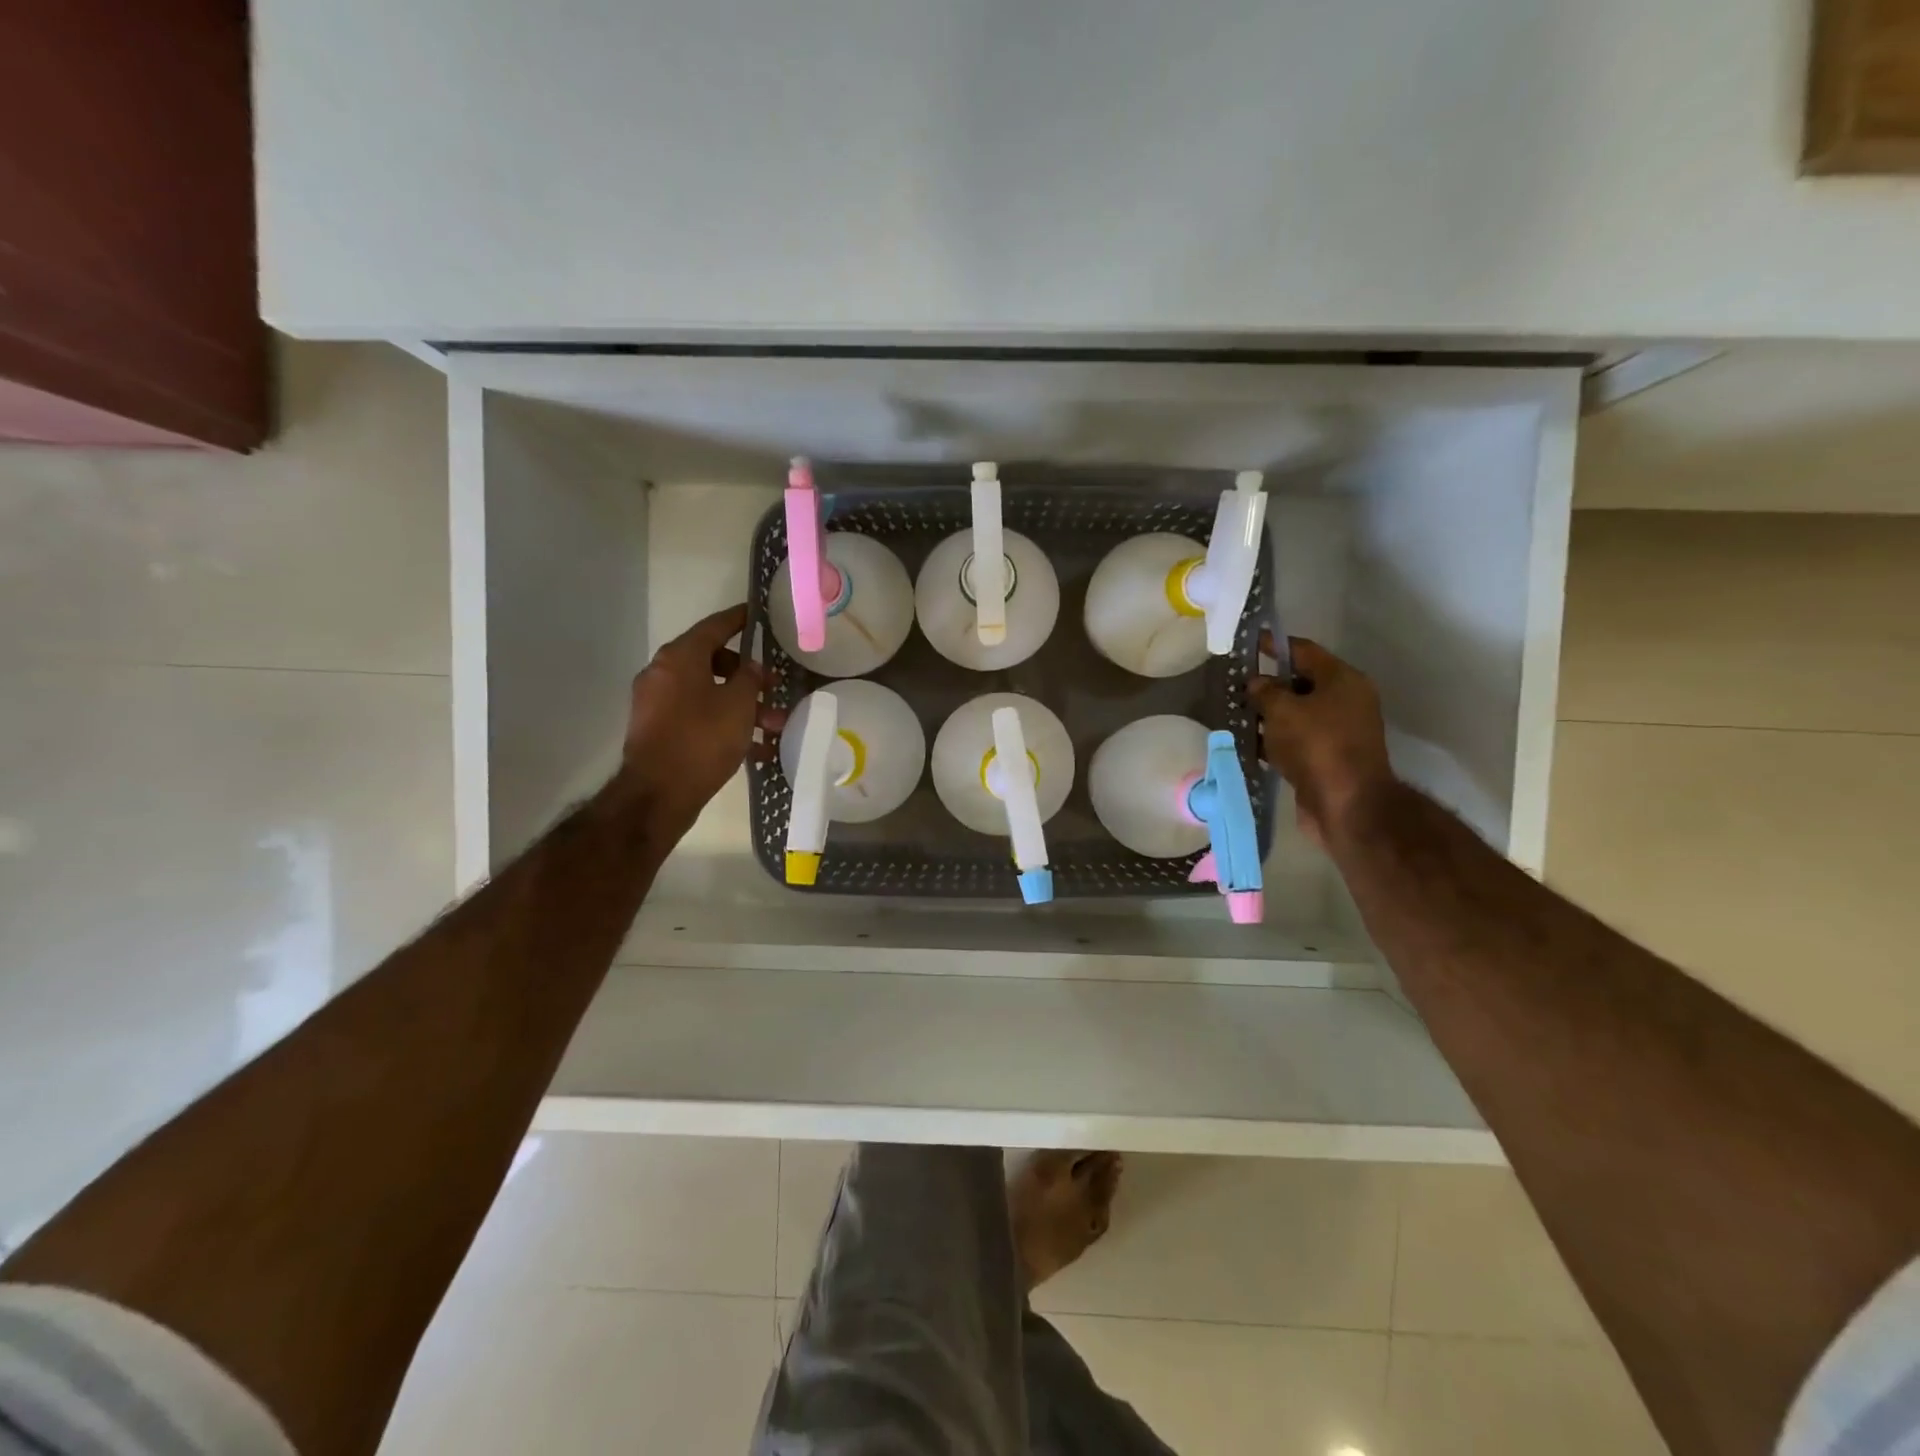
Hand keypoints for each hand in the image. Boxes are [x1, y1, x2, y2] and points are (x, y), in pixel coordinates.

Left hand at [620, 604, 785, 834]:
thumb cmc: (702, 739)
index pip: (714, 627)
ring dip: (742, 706)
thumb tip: (751, 667)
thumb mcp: (738, 705)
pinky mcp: (659, 731)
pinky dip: (724, 724)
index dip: (738, 620)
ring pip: (709, 693)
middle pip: (712, 662)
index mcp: (679, 657)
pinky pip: (698, 717)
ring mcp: (657, 703)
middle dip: (748, 676)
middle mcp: (663, 673)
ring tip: (773, 728)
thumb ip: (750, 678)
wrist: (658, 794)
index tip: (756, 614)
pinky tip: (755, 749)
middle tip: (774, 688)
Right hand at [1247, 635, 1395, 847]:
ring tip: (1237, 713)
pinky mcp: (1328, 758)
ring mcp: (1338, 731)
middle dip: (1268, 683)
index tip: (1249, 642)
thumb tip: (1256, 682)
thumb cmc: (1317, 746)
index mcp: (1342, 680)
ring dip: (1268, 714)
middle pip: (1301, 682)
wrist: (1346, 805)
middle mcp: (1345, 701)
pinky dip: (1274, 739)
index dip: (1274, 645)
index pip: (1304, 651)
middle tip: (1236, 683)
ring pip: (1297, 713)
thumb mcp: (1282, 711)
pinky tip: (1249, 742)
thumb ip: (1265, 691)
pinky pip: (1296, 740)